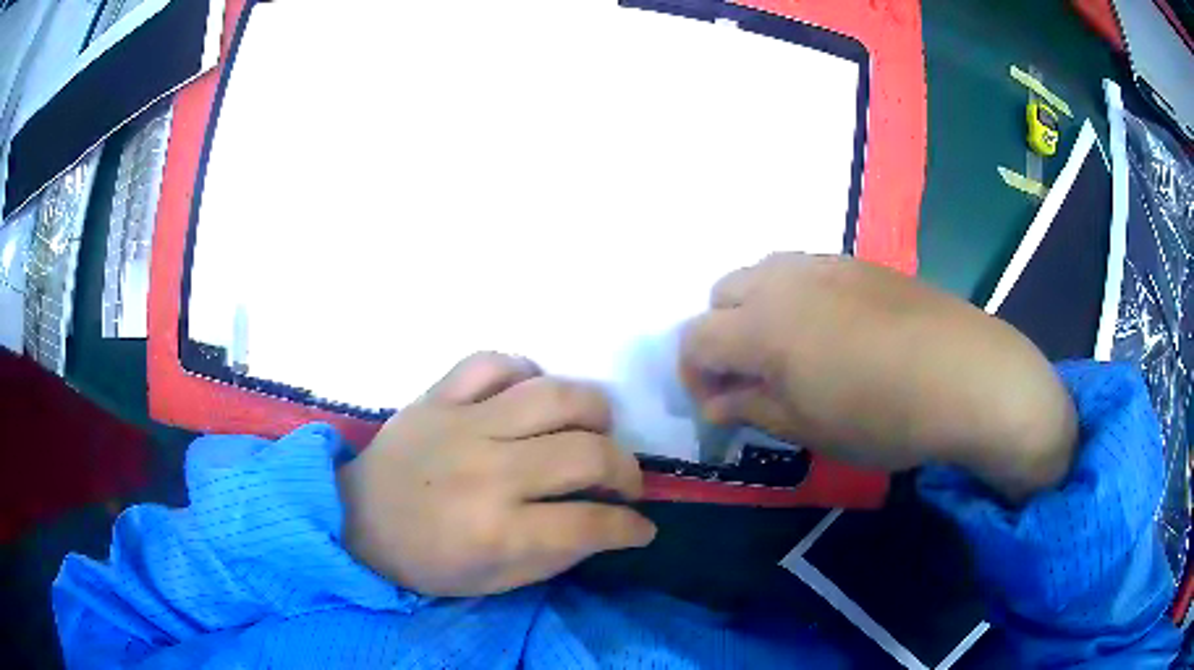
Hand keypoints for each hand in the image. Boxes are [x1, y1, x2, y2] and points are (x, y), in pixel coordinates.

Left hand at [337, 353, 655, 595]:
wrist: (357, 520)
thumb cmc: (428, 561)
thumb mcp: (497, 581)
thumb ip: (559, 555)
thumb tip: (610, 526)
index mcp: (498, 530)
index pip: (592, 523)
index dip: (631, 527)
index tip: (641, 527)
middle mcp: (488, 472)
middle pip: (587, 453)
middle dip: (626, 470)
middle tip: (622, 483)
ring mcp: (462, 425)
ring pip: (555, 395)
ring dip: (593, 414)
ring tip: (592, 433)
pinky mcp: (437, 395)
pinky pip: (493, 361)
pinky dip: (523, 372)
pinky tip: (529, 396)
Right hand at [680, 253, 1076, 500]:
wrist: (967, 375)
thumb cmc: (882, 415)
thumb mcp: (808, 427)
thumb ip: (752, 408)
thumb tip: (716, 403)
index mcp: (762, 325)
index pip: (695, 338)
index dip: (694, 375)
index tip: (718, 406)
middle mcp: (783, 280)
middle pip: (721, 294)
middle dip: (722, 335)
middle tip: (753, 377)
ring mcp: (824, 263)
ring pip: (762, 273)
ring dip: (757, 311)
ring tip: (792, 352)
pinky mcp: (858, 262)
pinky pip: (805, 270)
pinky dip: (796, 297)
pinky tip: (834, 332)